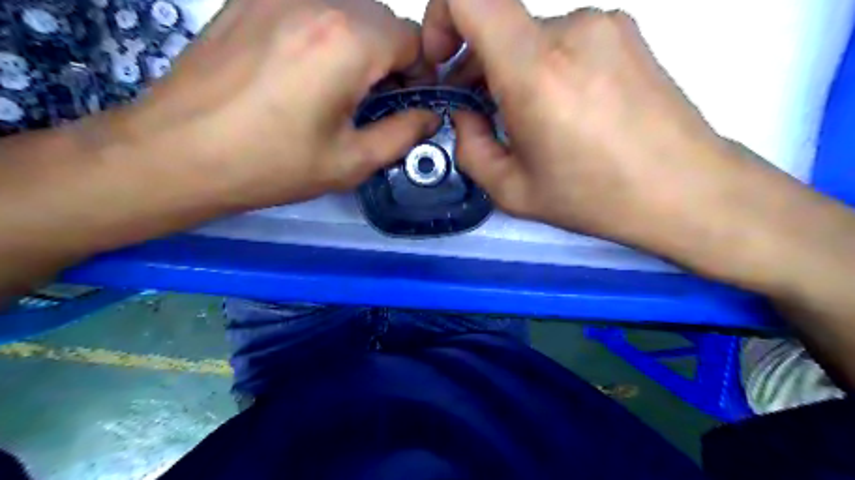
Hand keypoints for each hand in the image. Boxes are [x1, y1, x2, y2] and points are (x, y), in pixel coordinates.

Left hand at [120, 0, 440, 209]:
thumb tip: (430, 116)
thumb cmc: (272, 164)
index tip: (408, 101)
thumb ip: (403, 134)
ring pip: (346, 8)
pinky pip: (308, 6)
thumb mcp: (351, 161)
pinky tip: (304, 69)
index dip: (420, 71)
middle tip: (375, 98)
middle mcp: (316, 0)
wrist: (178, 153)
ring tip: (339, 86)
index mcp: (347, 41)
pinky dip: (324, 32)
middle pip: (381, 18)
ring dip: (359, 43)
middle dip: (391, 56)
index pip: (412, 37)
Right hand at [420, 1, 775, 257]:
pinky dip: (546, 67)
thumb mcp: (511, 190)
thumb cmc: (593, 197)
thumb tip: (467, 112)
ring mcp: (604, 24)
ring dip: (514, 70)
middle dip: (477, 65)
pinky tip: (564, 111)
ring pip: (532, 37)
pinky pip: (564, 40)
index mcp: (535, 69)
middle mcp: (571, 29)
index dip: (440, 15)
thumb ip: (470, 147)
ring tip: (529, 120)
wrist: (686, 190)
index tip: (441, 60)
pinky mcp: (626, 32)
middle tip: (482, 114)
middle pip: (499, 25)